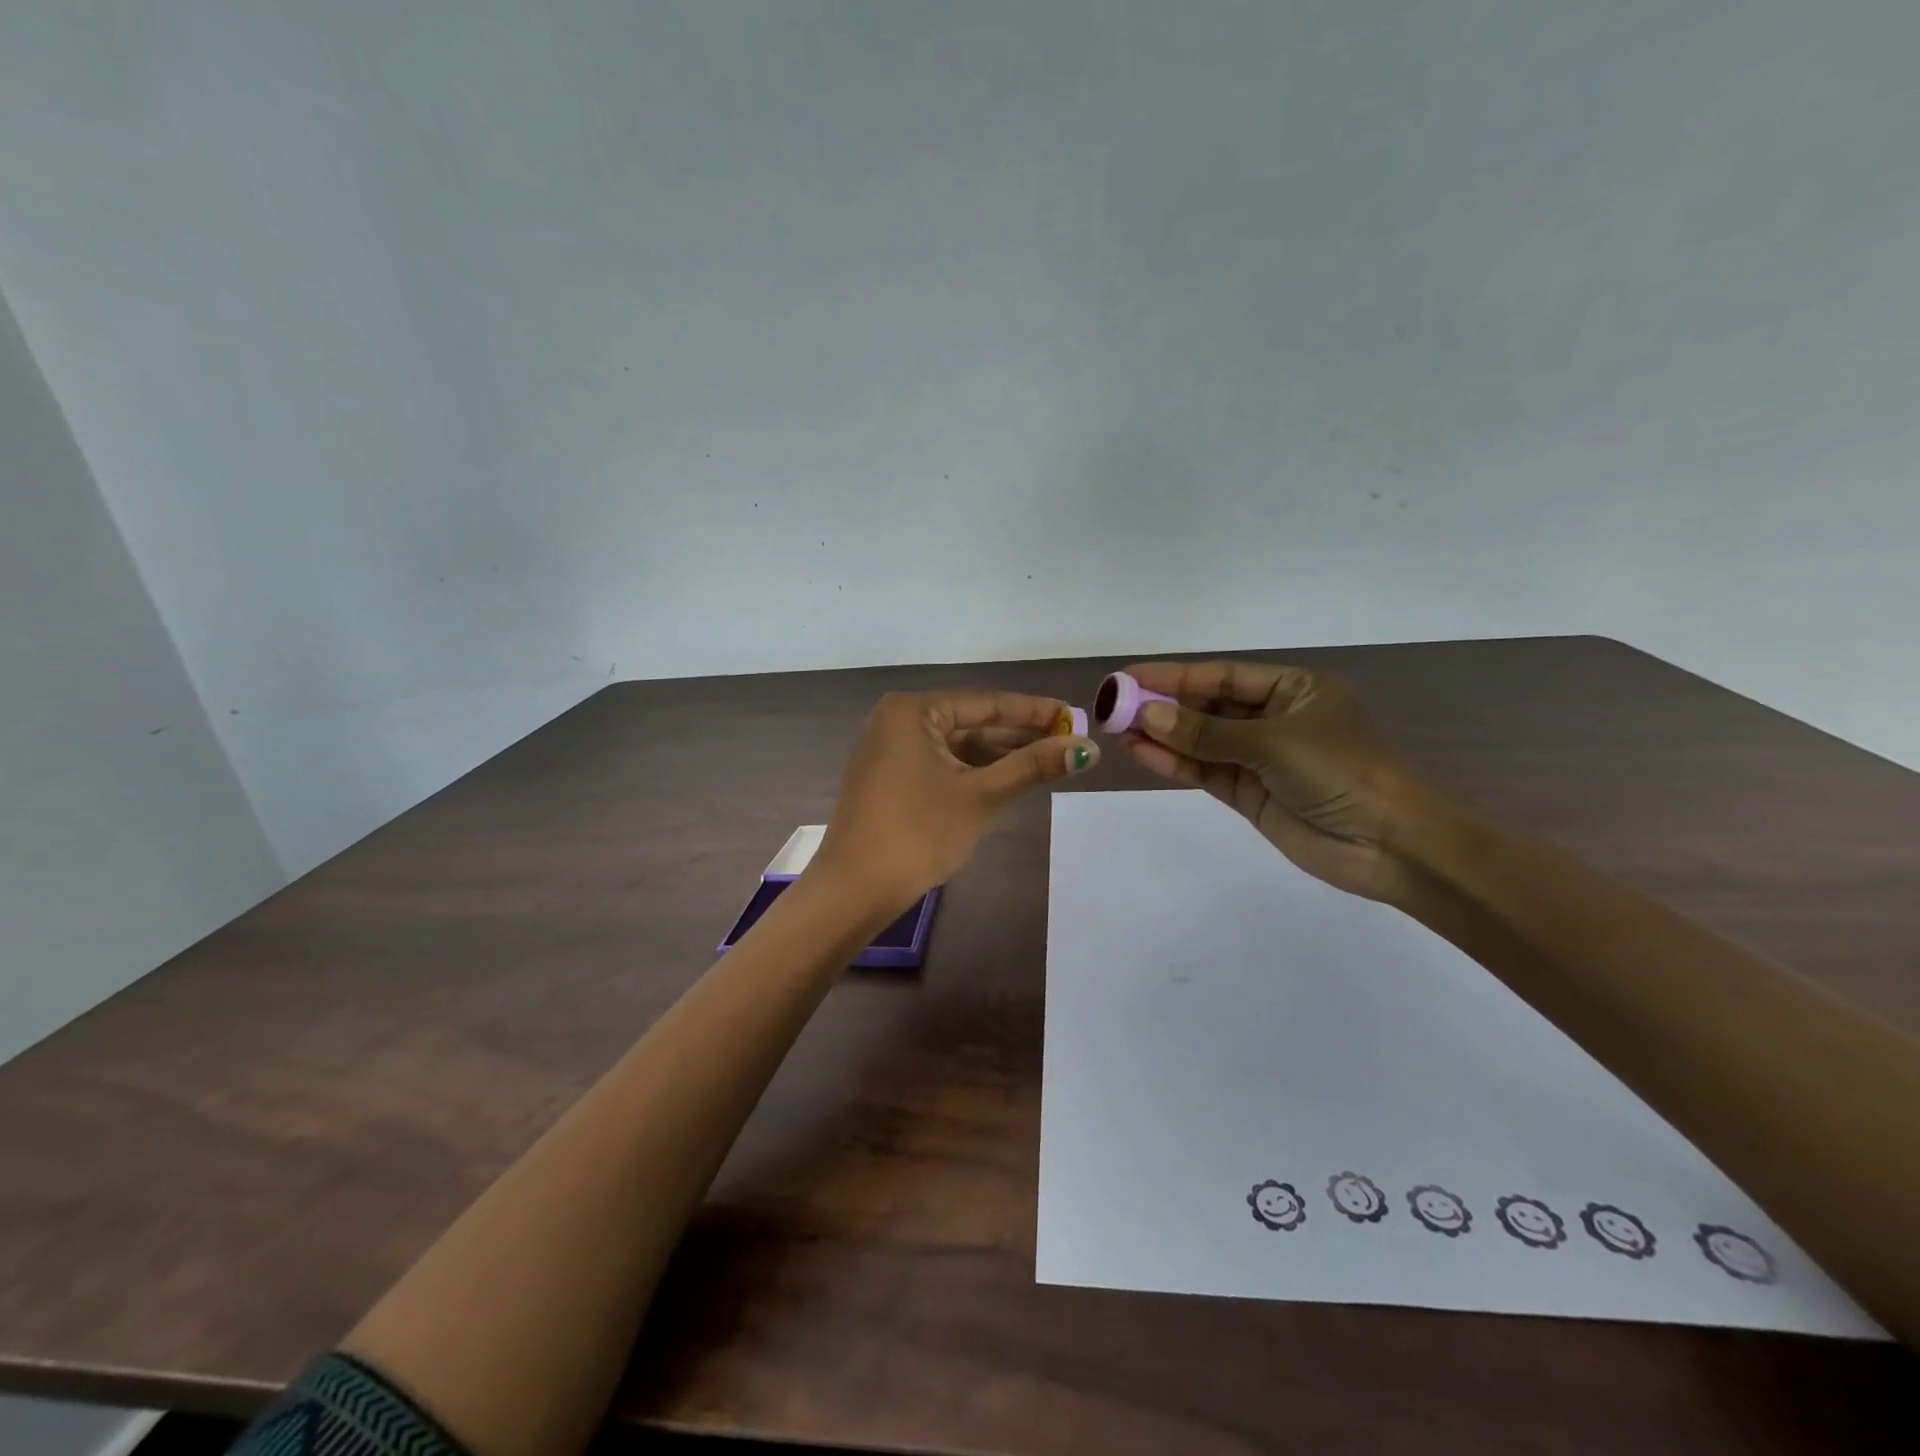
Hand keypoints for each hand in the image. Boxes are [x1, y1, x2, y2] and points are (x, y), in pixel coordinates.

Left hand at [813, 689, 1098, 913]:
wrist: (855, 889)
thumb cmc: (918, 832)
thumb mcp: (980, 795)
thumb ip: (1033, 767)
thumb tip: (1087, 748)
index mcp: (912, 711)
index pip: (986, 703)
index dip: (1034, 711)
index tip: (1074, 716)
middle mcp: (897, 721)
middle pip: (972, 723)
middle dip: (1019, 736)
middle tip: (1069, 742)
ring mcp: (890, 751)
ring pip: (958, 747)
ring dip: (1000, 756)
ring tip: (1049, 762)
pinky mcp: (890, 779)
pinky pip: (941, 765)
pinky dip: (974, 773)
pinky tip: (1009, 780)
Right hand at [1119, 660, 1435, 903]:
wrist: (1393, 844)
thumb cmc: (1344, 772)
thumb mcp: (1274, 742)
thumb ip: (1207, 732)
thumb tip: (1148, 715)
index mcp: (1294, 690)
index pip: (1223, 676)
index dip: (1174, 676)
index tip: (1128, 677)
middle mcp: (1274, 719)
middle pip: (1208, 707)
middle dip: (1163, 706)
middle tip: (1113, 706)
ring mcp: (1260, 759)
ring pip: (1202, 741)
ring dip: (1162, 736)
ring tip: (1116, 729)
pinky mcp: (1251, 794)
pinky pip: (1206, 772)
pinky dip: (1175, 763)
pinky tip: (1142, 753)